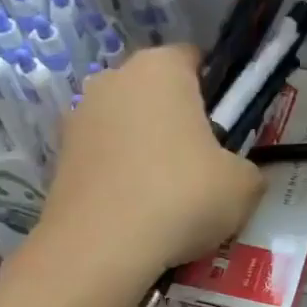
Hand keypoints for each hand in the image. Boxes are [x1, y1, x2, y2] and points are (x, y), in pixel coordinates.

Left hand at [35, 45, 263, 280]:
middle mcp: (113, 79)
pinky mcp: (59, 156)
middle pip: (156, 90)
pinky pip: (104, 156)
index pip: (195, 58)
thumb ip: (248, 168)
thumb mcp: (244, 185)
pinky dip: (120, 174)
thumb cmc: (182, 196)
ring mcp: (79, 116)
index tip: (228, 125)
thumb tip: (237, 175)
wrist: (101, 248)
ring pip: (127, 123)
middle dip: (178, 117)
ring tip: (167, 194)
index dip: (217, 89)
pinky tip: (137, 210)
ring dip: (146, 147)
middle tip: (203, 162)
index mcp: (161, 68)